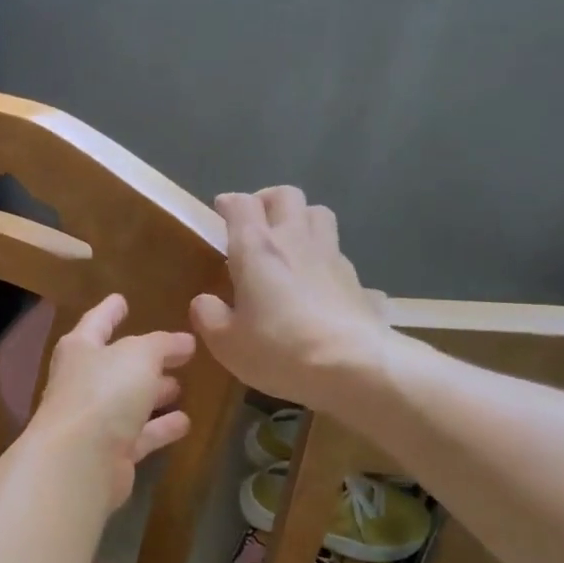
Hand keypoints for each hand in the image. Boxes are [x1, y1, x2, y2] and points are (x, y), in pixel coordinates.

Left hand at [29, 294, 195, 512]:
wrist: (79, 462)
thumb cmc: (103, 393)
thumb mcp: (138, 356)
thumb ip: (162, 344)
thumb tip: (184, 341)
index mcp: (80, 350)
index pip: (96, 322)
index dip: (109, 311)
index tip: (121, 299)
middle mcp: (83, 383)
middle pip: (115, 365)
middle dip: (143, 359)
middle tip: (175, 353)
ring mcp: (95, 420)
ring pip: (129, 401)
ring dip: (153, 393)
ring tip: (180, 385)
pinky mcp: (111, 453)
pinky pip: (141, 434)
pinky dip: (160, 427)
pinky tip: (185, 422)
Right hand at [189, 187, 391, 412]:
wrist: (353, 367)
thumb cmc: (279, 349)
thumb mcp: (226, 342)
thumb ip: (209, 316)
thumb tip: (205, 302)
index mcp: (257, 248)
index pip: (242, 204)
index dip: (230, 203)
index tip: (221, 212)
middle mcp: (296, 240)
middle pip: (287, 196)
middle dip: (268, 201)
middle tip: (256, 222)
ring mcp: (333, 258)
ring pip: (320, 216)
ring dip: (303, 221)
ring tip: (290, 245)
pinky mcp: (359, 282)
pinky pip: (341, 260)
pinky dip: (327, 264)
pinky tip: (322, 288)